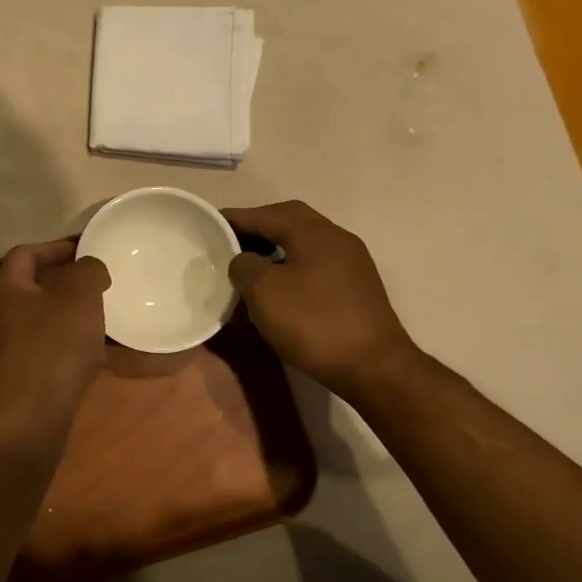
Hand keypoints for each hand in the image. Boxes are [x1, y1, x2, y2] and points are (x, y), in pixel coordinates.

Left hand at [0, 239, 109, 459]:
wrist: (27, 420)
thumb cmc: (53, 348)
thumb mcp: (80, 297)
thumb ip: (88, 272)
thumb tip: (89, 268)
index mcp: (6, 289)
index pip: (25, 254)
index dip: (55, 248)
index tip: (83, 251)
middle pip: (31, 290)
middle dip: (64, 286)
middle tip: (95, 288)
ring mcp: (1, 352)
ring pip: (39, 324)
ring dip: (67, 320)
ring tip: (98, 323)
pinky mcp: (13, 381)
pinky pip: (43, 354)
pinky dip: (65, 350)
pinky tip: (91, 360)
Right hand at [224, 200, 418, 398]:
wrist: (373, 367)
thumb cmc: (313, 322)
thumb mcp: (264, 291)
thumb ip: (244, 265)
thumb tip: (243, 260)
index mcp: (313, 232)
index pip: (265, 214)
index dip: (234, 218)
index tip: (208, 224)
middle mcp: (335, 238)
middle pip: (288, 222)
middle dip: (257, 229)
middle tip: (228, 243)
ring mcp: (351, 263)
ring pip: (303, 244)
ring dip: (273, 250)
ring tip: (247, 268)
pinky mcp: (356, 288)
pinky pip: (315, 265)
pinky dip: (290, 268)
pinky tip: (276, 291)